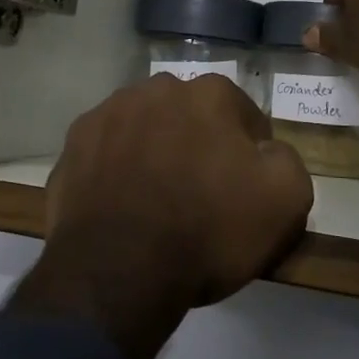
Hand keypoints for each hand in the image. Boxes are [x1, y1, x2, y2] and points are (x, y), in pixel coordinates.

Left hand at [8, 74, 312, 358]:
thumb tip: (265, 150)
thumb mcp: (285, 201)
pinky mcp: (73, 143)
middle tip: (199, 192)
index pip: (242, 115)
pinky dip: (115, 169)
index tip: (244, 187)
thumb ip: (285, 160)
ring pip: (144, 127)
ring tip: (154, 199)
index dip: (248, 152)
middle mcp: (157, 88)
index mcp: (210, 93)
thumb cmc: (208, 231)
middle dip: (197, 142)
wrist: (120, 270)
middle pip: (189, 115)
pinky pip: (106, 151)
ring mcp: (108, 112)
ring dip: (153, 150)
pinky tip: (119, 204)